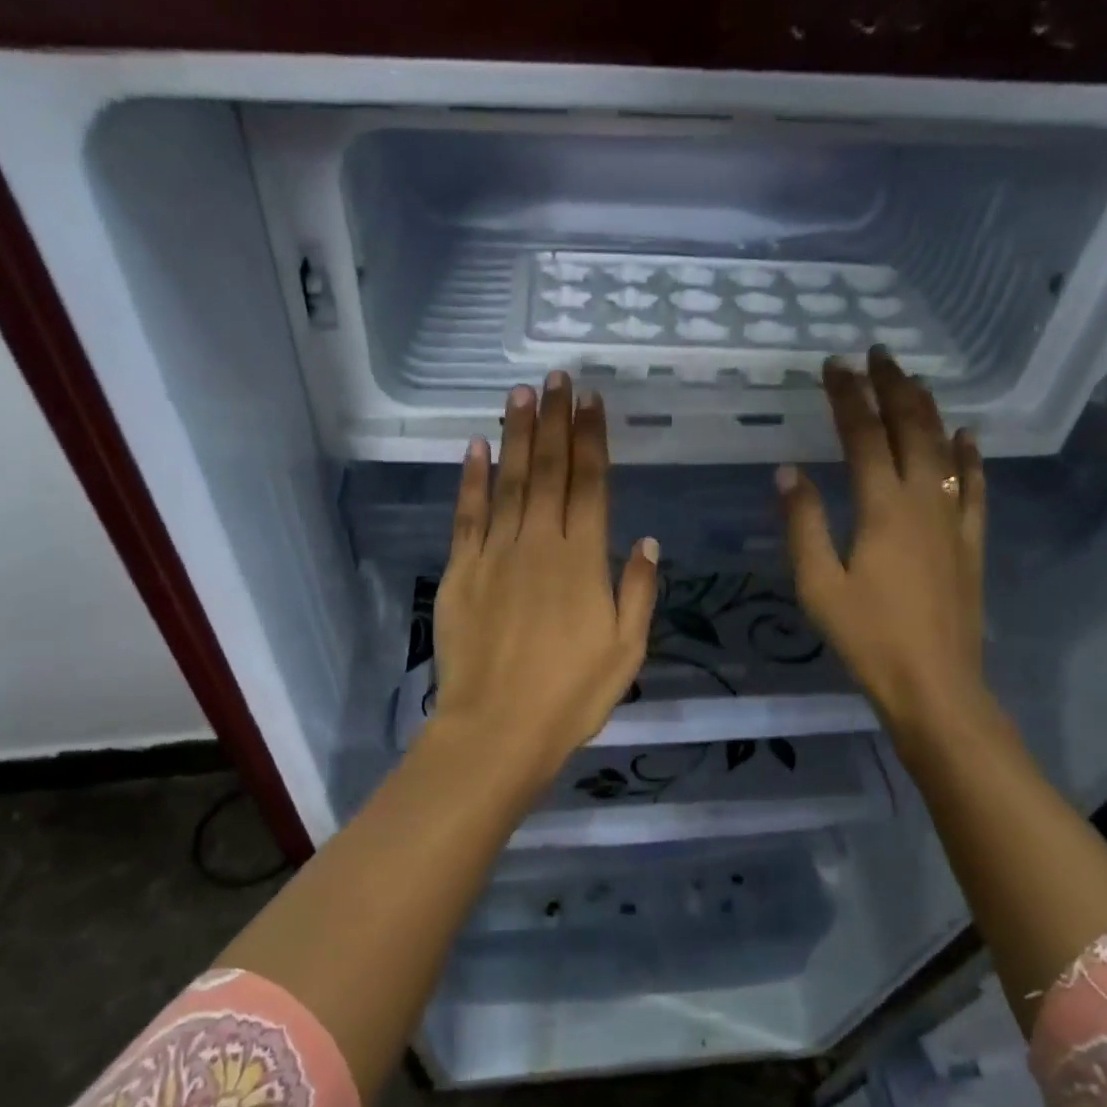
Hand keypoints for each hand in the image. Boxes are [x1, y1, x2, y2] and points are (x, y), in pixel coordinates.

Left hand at [430, 372, 659, 794]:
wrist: (498, 729)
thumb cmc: (571, 695)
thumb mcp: (626, 650)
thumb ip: (637, 590)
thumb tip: (646, 540)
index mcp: (584, 561)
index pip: (590, 485)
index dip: (591, 439)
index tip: (591, 401)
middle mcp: (539, 544)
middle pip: (548, 471)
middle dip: (554, 421)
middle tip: (557, 378)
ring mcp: (495, 554)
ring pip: (508, 482)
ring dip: (516, 435)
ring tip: (521, 393)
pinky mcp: (460, 572)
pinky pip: (466, 515)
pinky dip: (471, 479)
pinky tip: (476, 447)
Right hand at [777, 350, 988, 737]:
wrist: (934, 683)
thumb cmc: (867, 637)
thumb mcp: (818, 585)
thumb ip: (803, 524)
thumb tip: (789, 472)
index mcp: (881, 508)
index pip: (863, 436)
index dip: (848, 397)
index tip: (834, 365)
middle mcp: (922, 500)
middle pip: (910, 429)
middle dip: (892, 387)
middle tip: (877, 355)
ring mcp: (953, 520)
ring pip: (944, 449)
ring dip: (928, 410)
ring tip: (913, 380)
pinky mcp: (971, 542)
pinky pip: (974, 487)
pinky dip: (970, 457)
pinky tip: (968, 435)